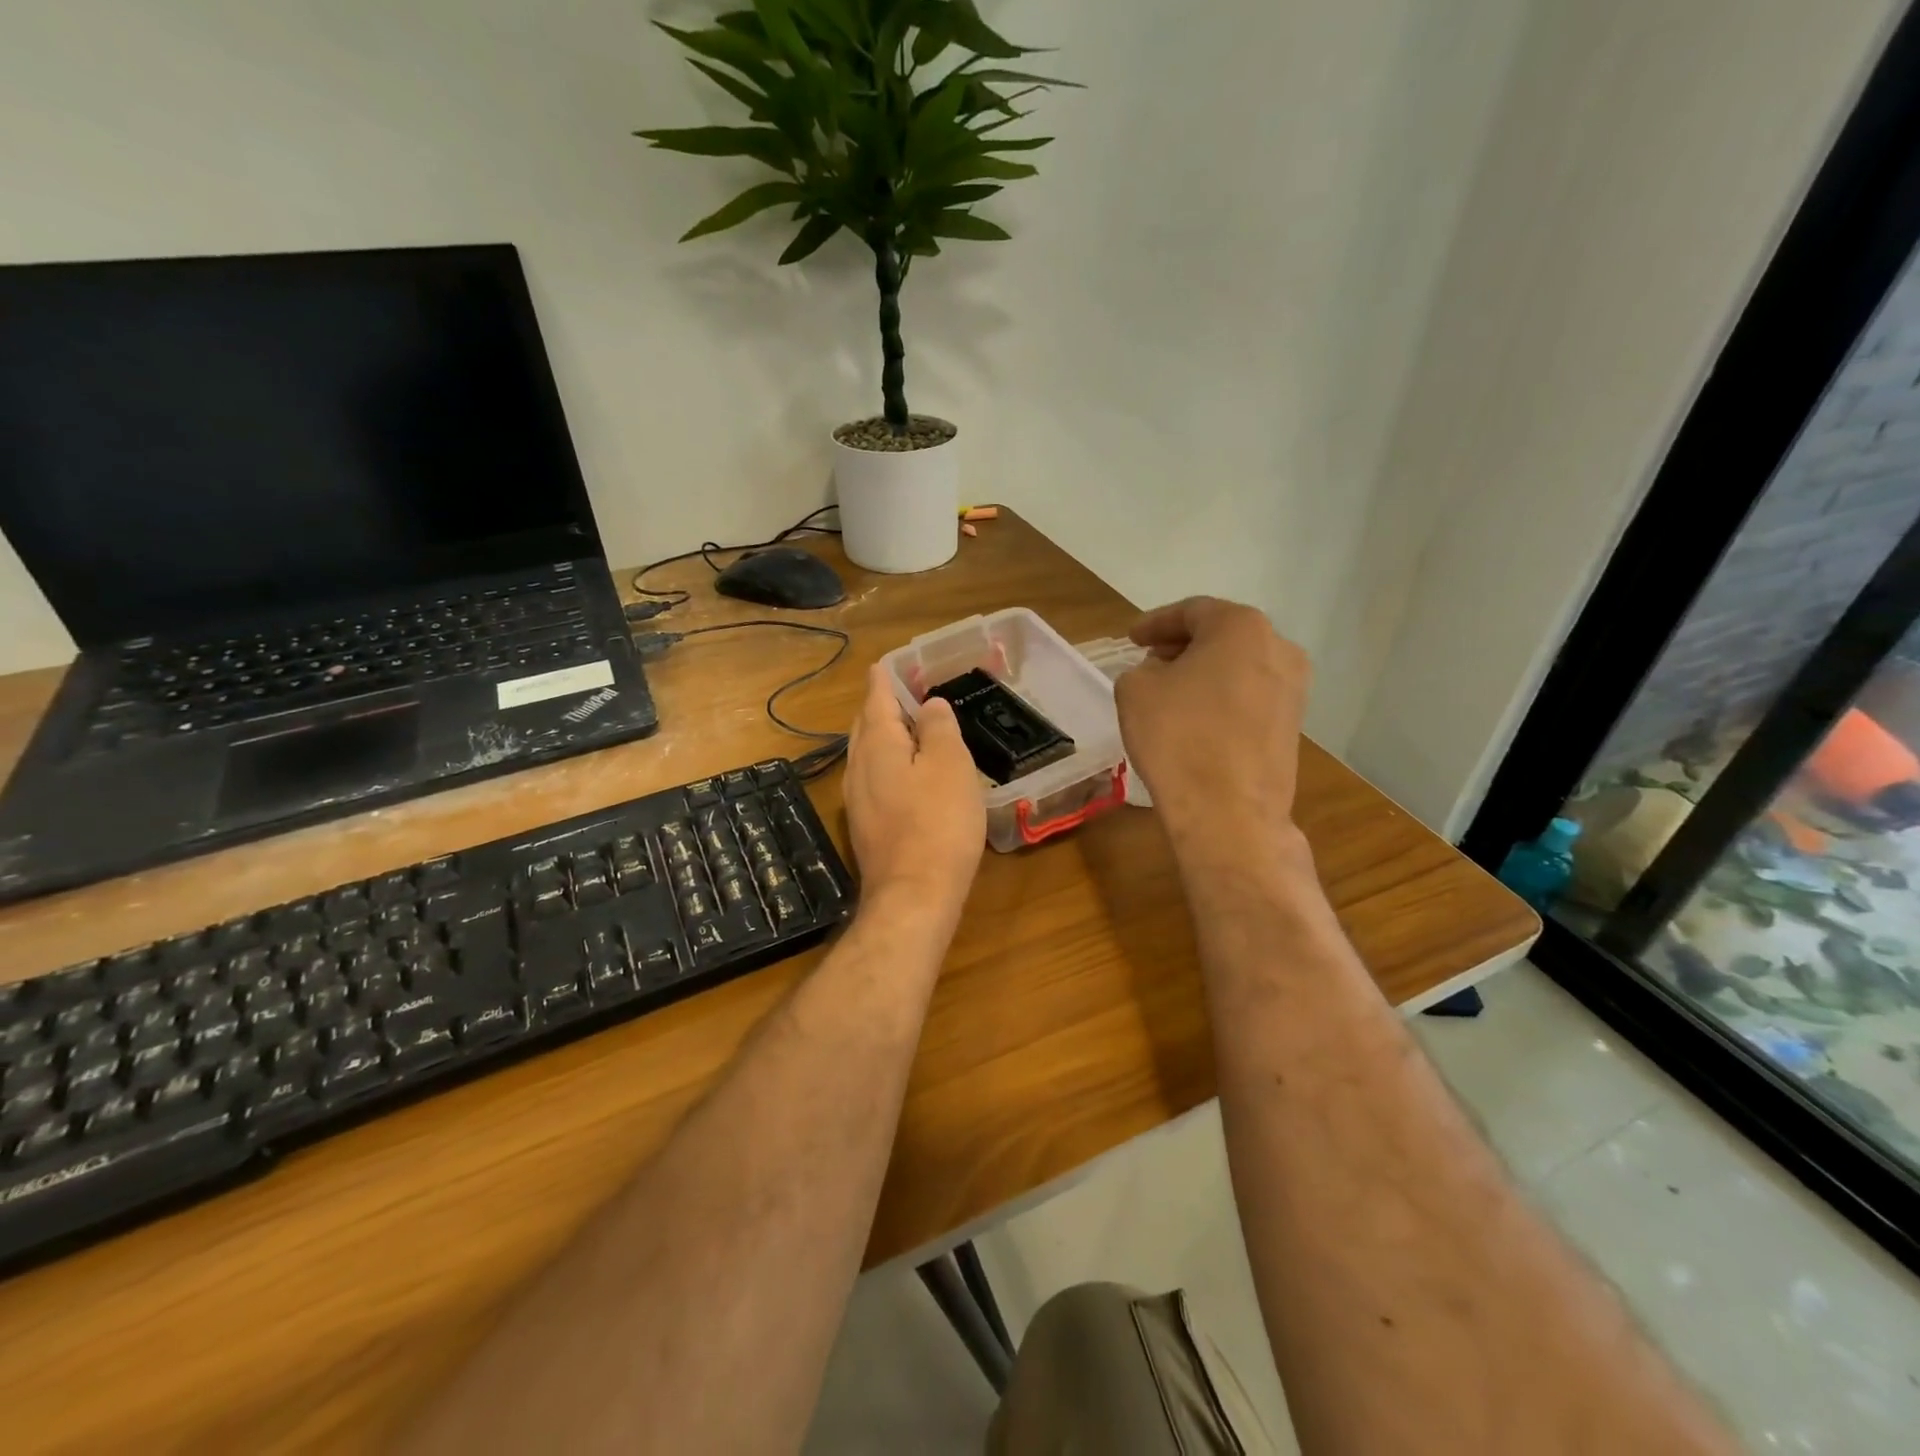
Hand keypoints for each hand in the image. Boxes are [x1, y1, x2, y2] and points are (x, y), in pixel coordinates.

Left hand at [843, 665, 985, 930]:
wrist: (914, 895)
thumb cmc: (938, 822)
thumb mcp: (949, 764)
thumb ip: (939, 728)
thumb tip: (929, 705)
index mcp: (878, 745)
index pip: (876, 699)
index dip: (885, 678)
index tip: (888, 663)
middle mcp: (859, 767)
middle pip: (866, 726)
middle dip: (881, 706)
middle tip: (902, 692)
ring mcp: (858, 801)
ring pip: (868, 755)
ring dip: (884, 736)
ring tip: (907, 728)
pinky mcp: (867, 827)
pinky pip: (874, 780)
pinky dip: (888, 765)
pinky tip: (906, 775)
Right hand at [1115, 598, 1310, 840]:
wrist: (1229, 811)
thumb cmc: (1178, 738)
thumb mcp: (1135, 691)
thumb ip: (1143, 669)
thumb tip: (1162, 674)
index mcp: (1242, 627)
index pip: (1192, 612)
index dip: (1156, 623)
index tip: (1131, 638)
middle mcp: (1279, 648)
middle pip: (1223, 635)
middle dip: (1184, 645)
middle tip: (1150, 659)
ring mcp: (1294, 689)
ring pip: (1240, 666)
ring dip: (1205, 671)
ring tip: (1172, 690)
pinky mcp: (1294, 725)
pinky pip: (1251, 697)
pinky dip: (1223, 697)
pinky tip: (1197, 718)